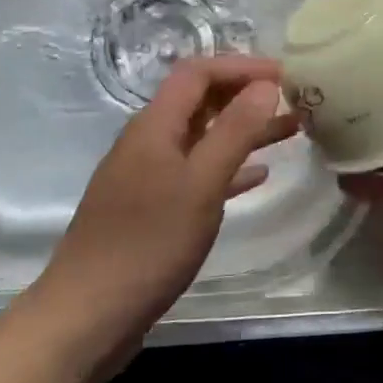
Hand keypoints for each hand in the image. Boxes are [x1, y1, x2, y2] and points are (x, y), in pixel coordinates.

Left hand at [26, 55, 296, 351]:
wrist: (87, 317)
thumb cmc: (148, 244)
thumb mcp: (201, 184)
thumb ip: (235, 131)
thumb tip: (266, 85)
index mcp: (154, 126)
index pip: (198, 72)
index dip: (241, 66)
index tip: (285, 74)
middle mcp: (149, 142)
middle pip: (200, 101)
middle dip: (246, 94)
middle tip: (295, 99)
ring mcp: (148, 176)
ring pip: (203, 138)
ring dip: (244, 130)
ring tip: (291, 130)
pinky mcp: (151, 209)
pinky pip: (197, 173)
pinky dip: (228, 167)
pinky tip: (258, 175)